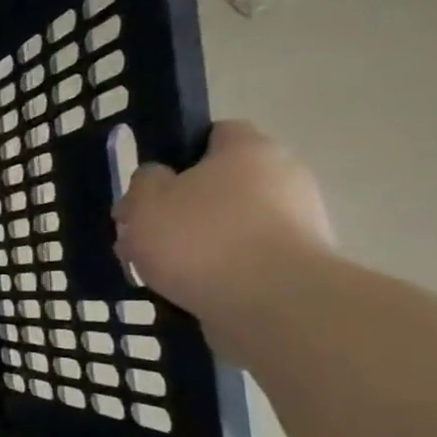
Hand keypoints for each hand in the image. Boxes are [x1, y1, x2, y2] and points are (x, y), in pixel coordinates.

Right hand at [113, 120, 336, 319]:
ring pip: (227, 223)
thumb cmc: (200, 239)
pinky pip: (243, 256)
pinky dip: (215, 267)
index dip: (178, 154)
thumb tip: (159, 177)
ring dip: (191, 241)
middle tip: (139, 235)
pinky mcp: (297, 263)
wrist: (271, 302)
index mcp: (248, 150)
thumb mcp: (146, 202)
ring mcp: (297, 221)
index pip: (215, 133)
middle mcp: (282, 176)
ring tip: (152, 270)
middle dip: (177, 208)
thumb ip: (145, 182)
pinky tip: (184, 288)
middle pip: (218, 184)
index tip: (150, 185)